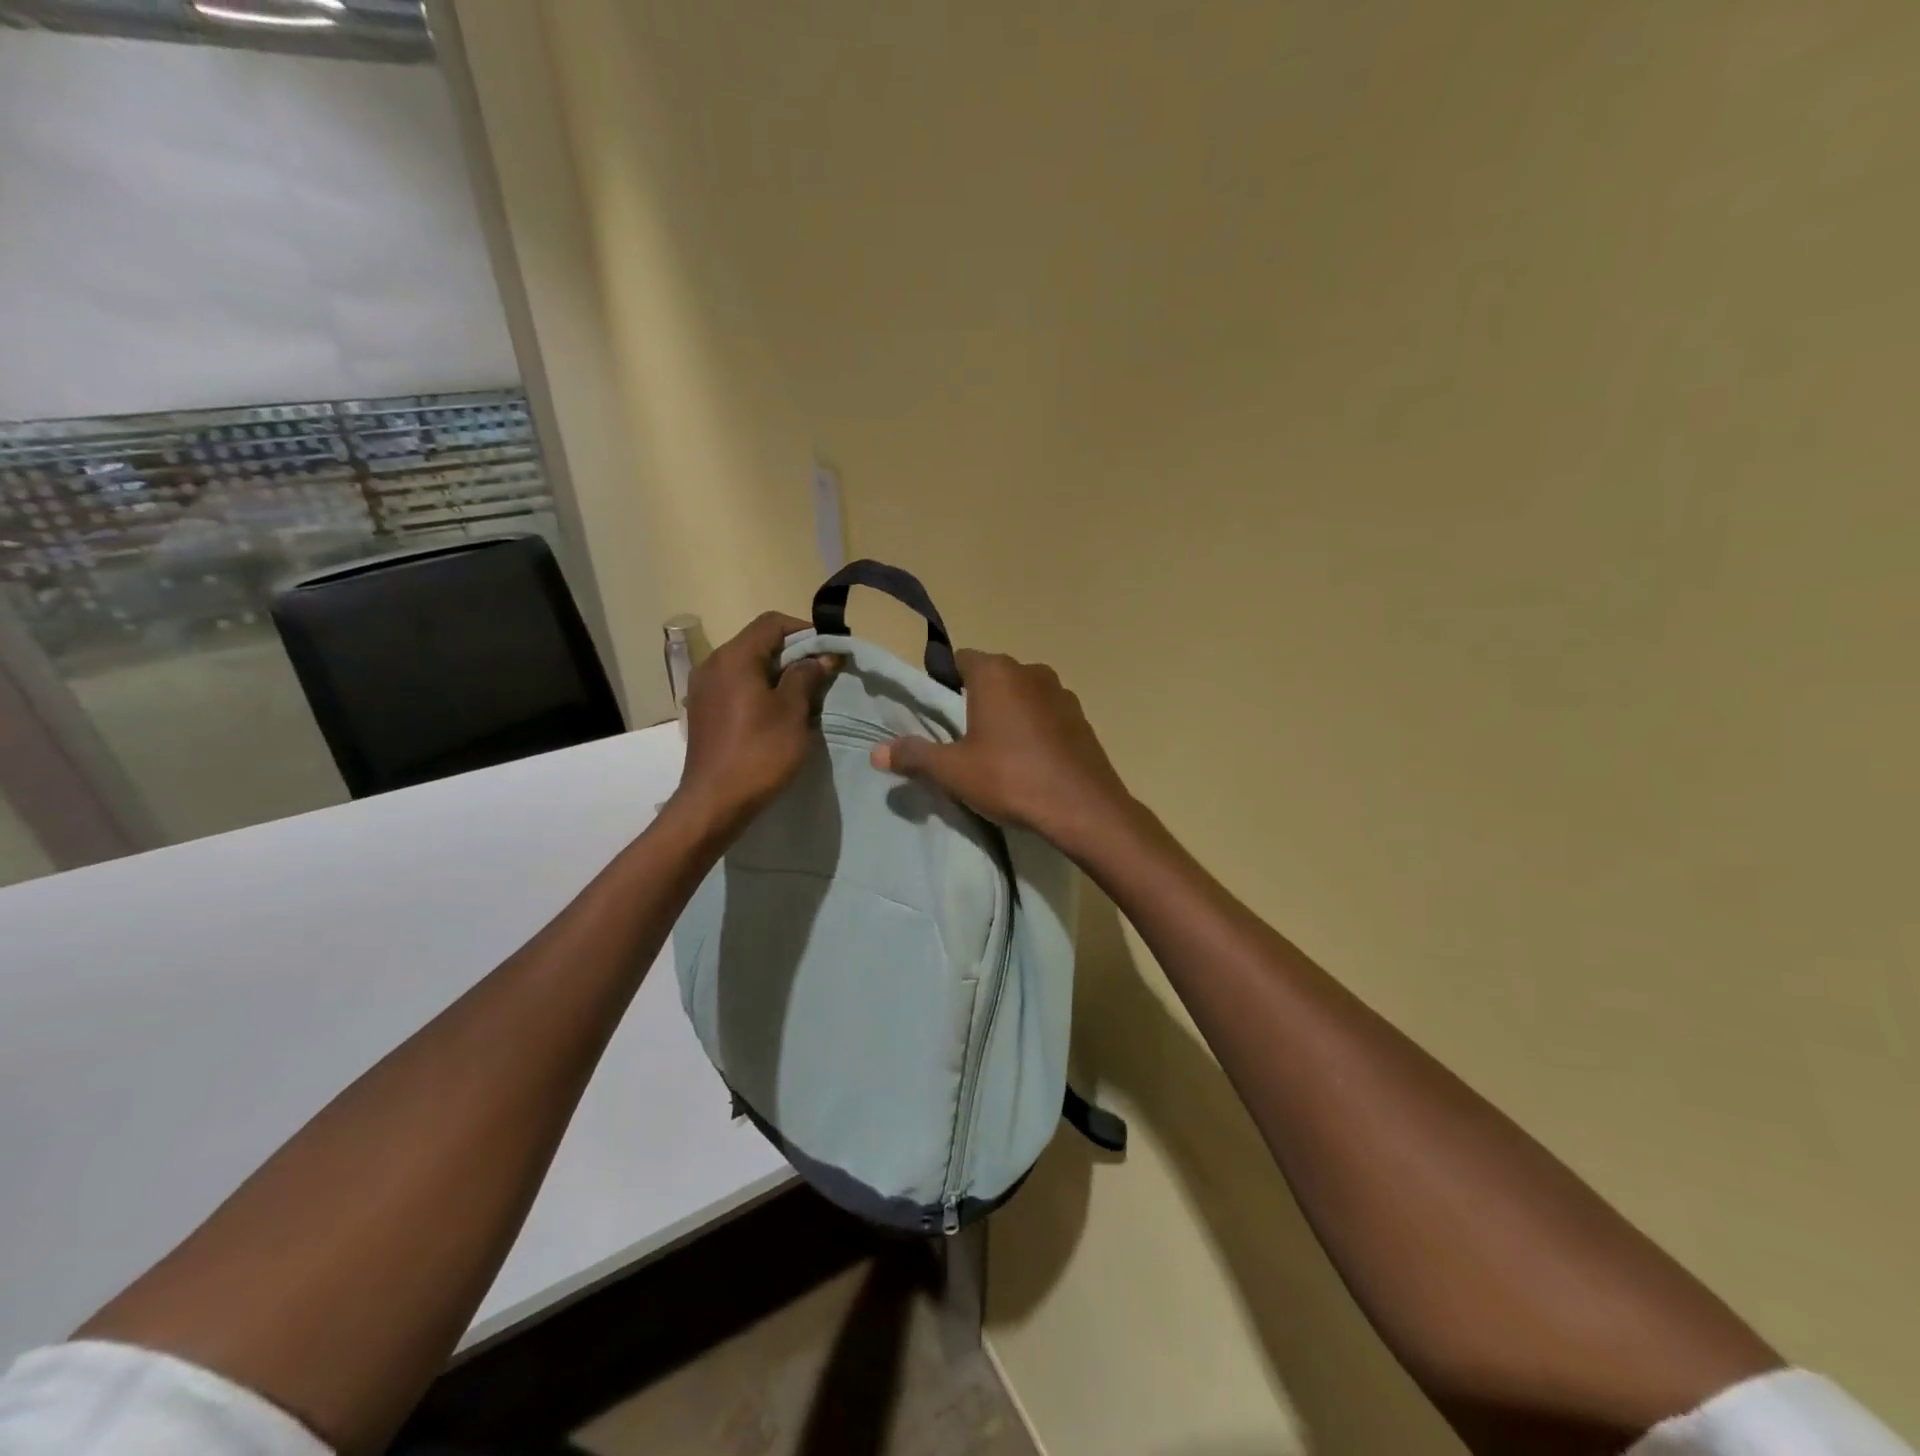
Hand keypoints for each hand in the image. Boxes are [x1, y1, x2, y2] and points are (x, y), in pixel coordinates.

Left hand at [672, 612, 837, 835]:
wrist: (715, 802)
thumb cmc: (759, 753)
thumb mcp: (792, 712)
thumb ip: (806, 676)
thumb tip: (821, 656)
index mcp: (734, 658)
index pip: (772, 623)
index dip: (805, 631)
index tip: (829, 651)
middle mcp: (713, 665)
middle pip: (758, 643)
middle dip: (793, 654)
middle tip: (822, 675)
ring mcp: (704, 689)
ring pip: (747, 666)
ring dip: (778, 674)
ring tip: (804, 696)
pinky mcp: (704, 712)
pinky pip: (736, 687)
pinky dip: (760, 690)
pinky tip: (777, 714)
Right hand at [870, 649, 1135, 853]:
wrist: (1083, 807)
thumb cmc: (1010, 778)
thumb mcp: (953, 771)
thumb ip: (915, 756)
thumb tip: (875, 752)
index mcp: (995, 673)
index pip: (960, 660)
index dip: (945, 682)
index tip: (939, 713)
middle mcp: (1030, 671)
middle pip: (992, 676)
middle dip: (976, 699)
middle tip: (964, 737)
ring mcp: (1061, 692)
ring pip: (1022, 694)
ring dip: (1008, 712)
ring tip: (999, 751)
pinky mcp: (1081, 717)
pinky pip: (1047, 713)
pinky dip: (1035, 727)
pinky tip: (1031, 760)